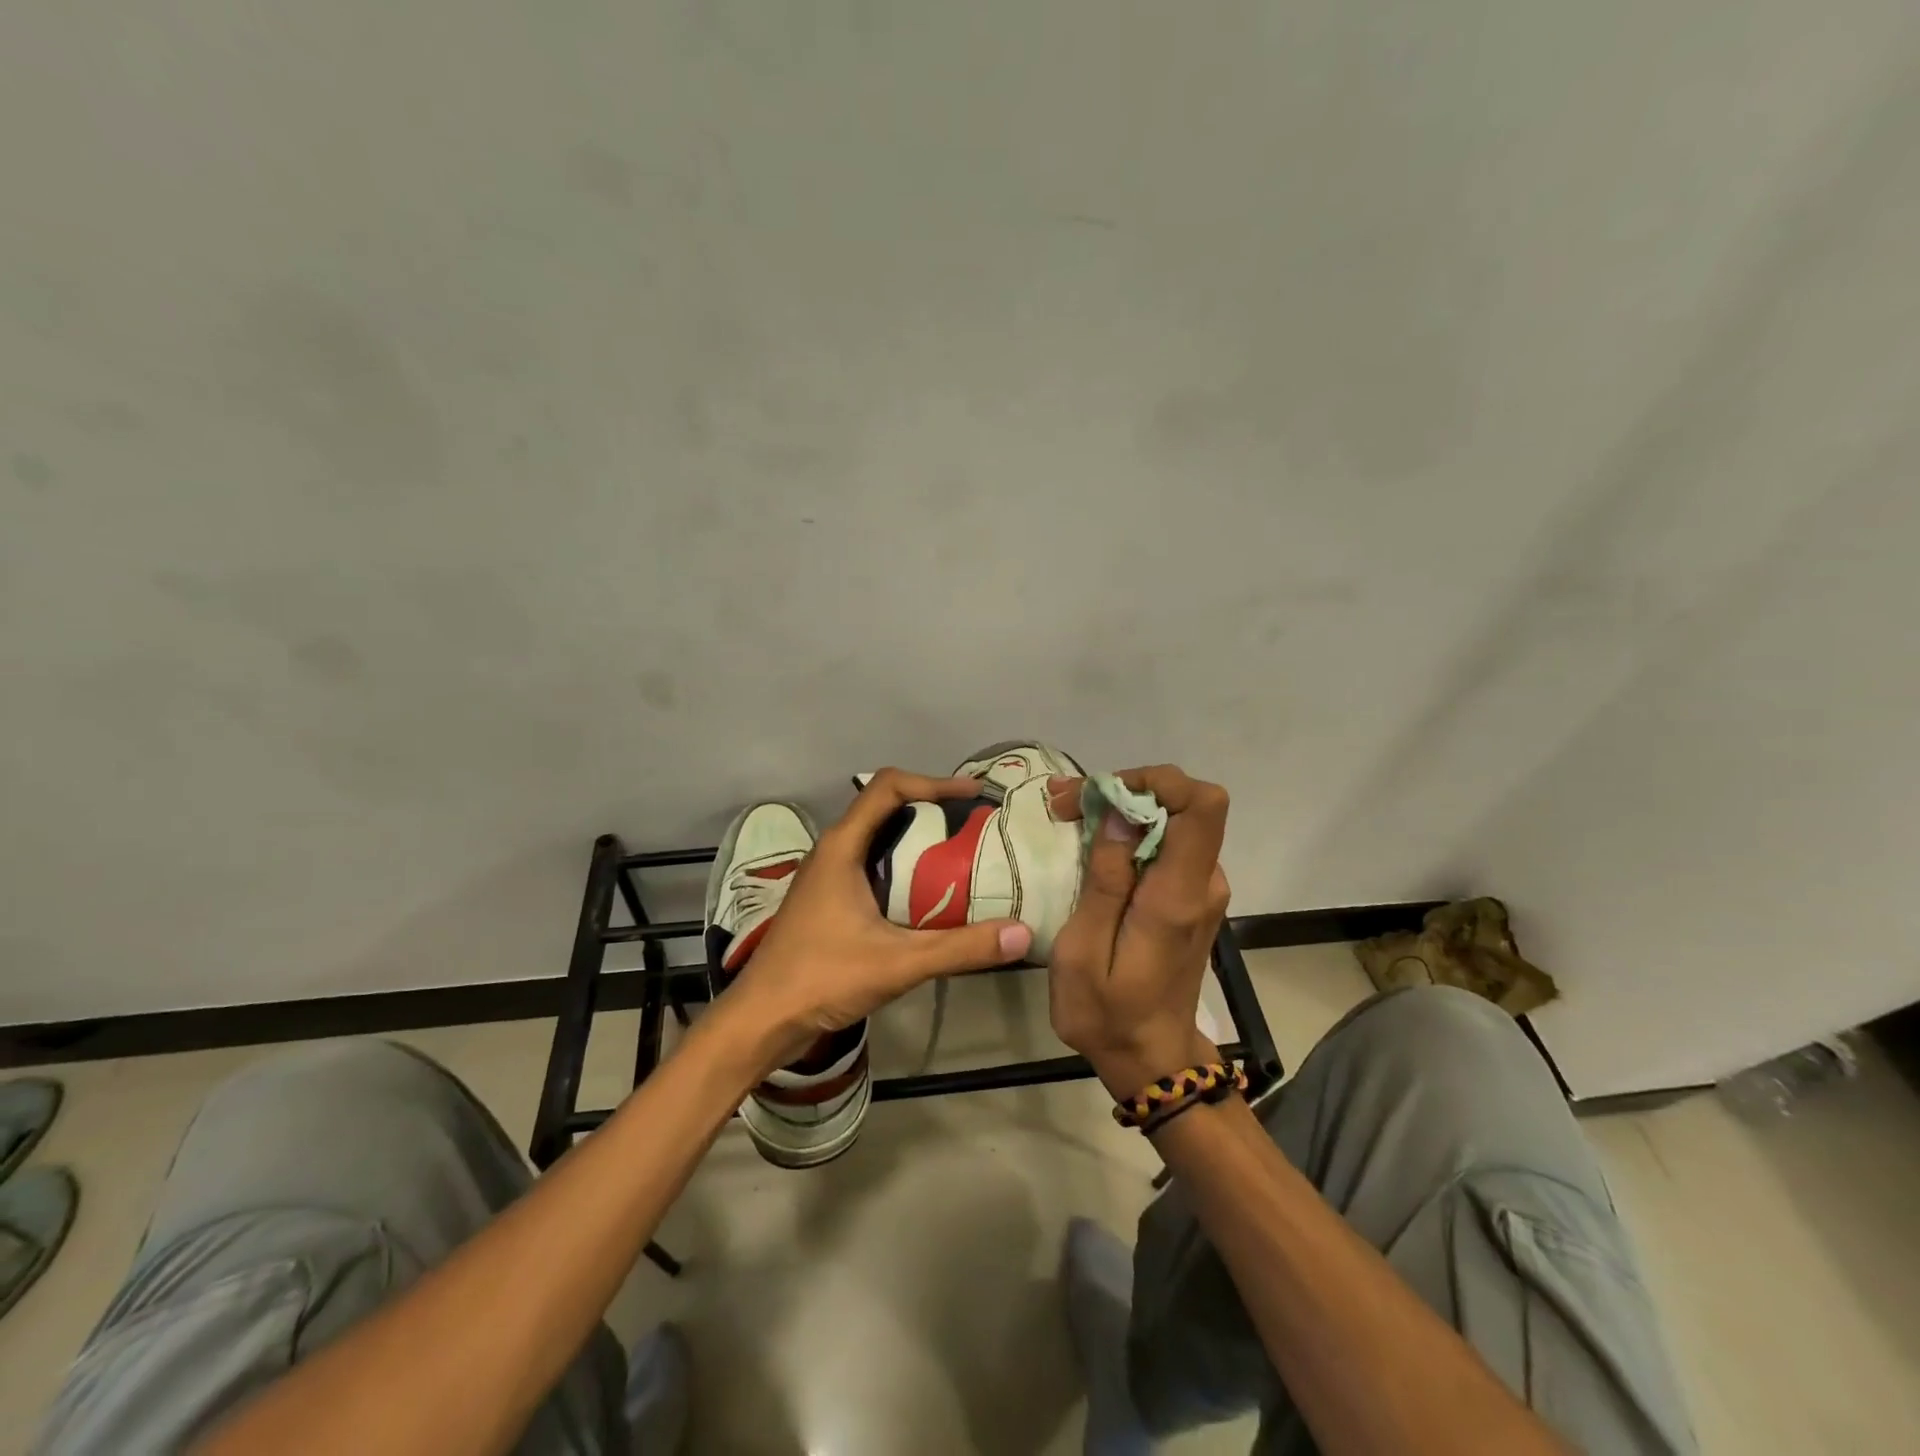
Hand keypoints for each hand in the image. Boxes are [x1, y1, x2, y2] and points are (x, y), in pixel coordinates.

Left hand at [725, 769, 1034, 1069]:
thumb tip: (1022, 933)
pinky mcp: (828, 900)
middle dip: (931, 809)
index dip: (932, 782)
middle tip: (975, 826)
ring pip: (878, 839)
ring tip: (961, 854)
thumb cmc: (821, 978)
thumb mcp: (898, 962)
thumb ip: (960, 948)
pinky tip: (928, 896)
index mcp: (842, 847)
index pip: (888, 787)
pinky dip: (903, 867)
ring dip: (917, 839)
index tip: (972, 795)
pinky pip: (871, 866)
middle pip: (885, 808)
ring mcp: (827, 876)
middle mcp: (832, 851)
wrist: (761, 1021)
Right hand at [1047, 766, 1231, 1097]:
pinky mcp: (1192, 897)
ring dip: (1124, 811)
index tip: (1102, 794)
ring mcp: (1202, 890)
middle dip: (1124, 791)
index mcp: (1178, 895)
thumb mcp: (1083, 951)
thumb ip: (1106, 880)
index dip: (1156, 781)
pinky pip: (1168, 845)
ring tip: (1068, 818)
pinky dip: (1132, 833)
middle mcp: (1202, 883)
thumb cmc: (1107, 1013)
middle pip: (1184, 805)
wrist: (1151, 1058)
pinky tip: (1093, 846)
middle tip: (1064, 804)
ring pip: (1173, 821)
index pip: (1202, 806)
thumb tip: (1122, 813)